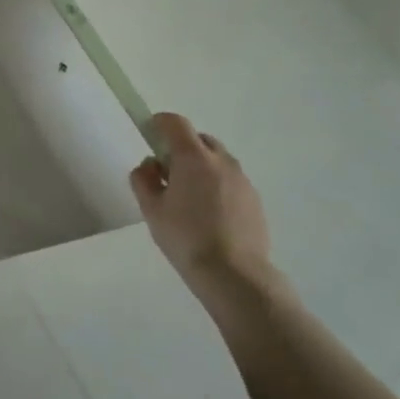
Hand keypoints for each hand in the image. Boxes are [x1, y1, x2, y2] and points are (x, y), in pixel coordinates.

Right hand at [131, 113, 276, 304]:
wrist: (234, 275)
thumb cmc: (185, 237)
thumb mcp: (150, 208)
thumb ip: (143, 179)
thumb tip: (150, 166)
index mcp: (193, 157)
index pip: (175, 123)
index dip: (159, 123)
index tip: (150, 134)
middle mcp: (221, 161)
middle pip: (199, 139)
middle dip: (181, 147)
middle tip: (168, 173)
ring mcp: (242, 180)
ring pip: (217, 160)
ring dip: (201, 167)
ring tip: (190, 198)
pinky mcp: (255, 200)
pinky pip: (231, 181)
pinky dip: (217, 185)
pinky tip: (209, 214)